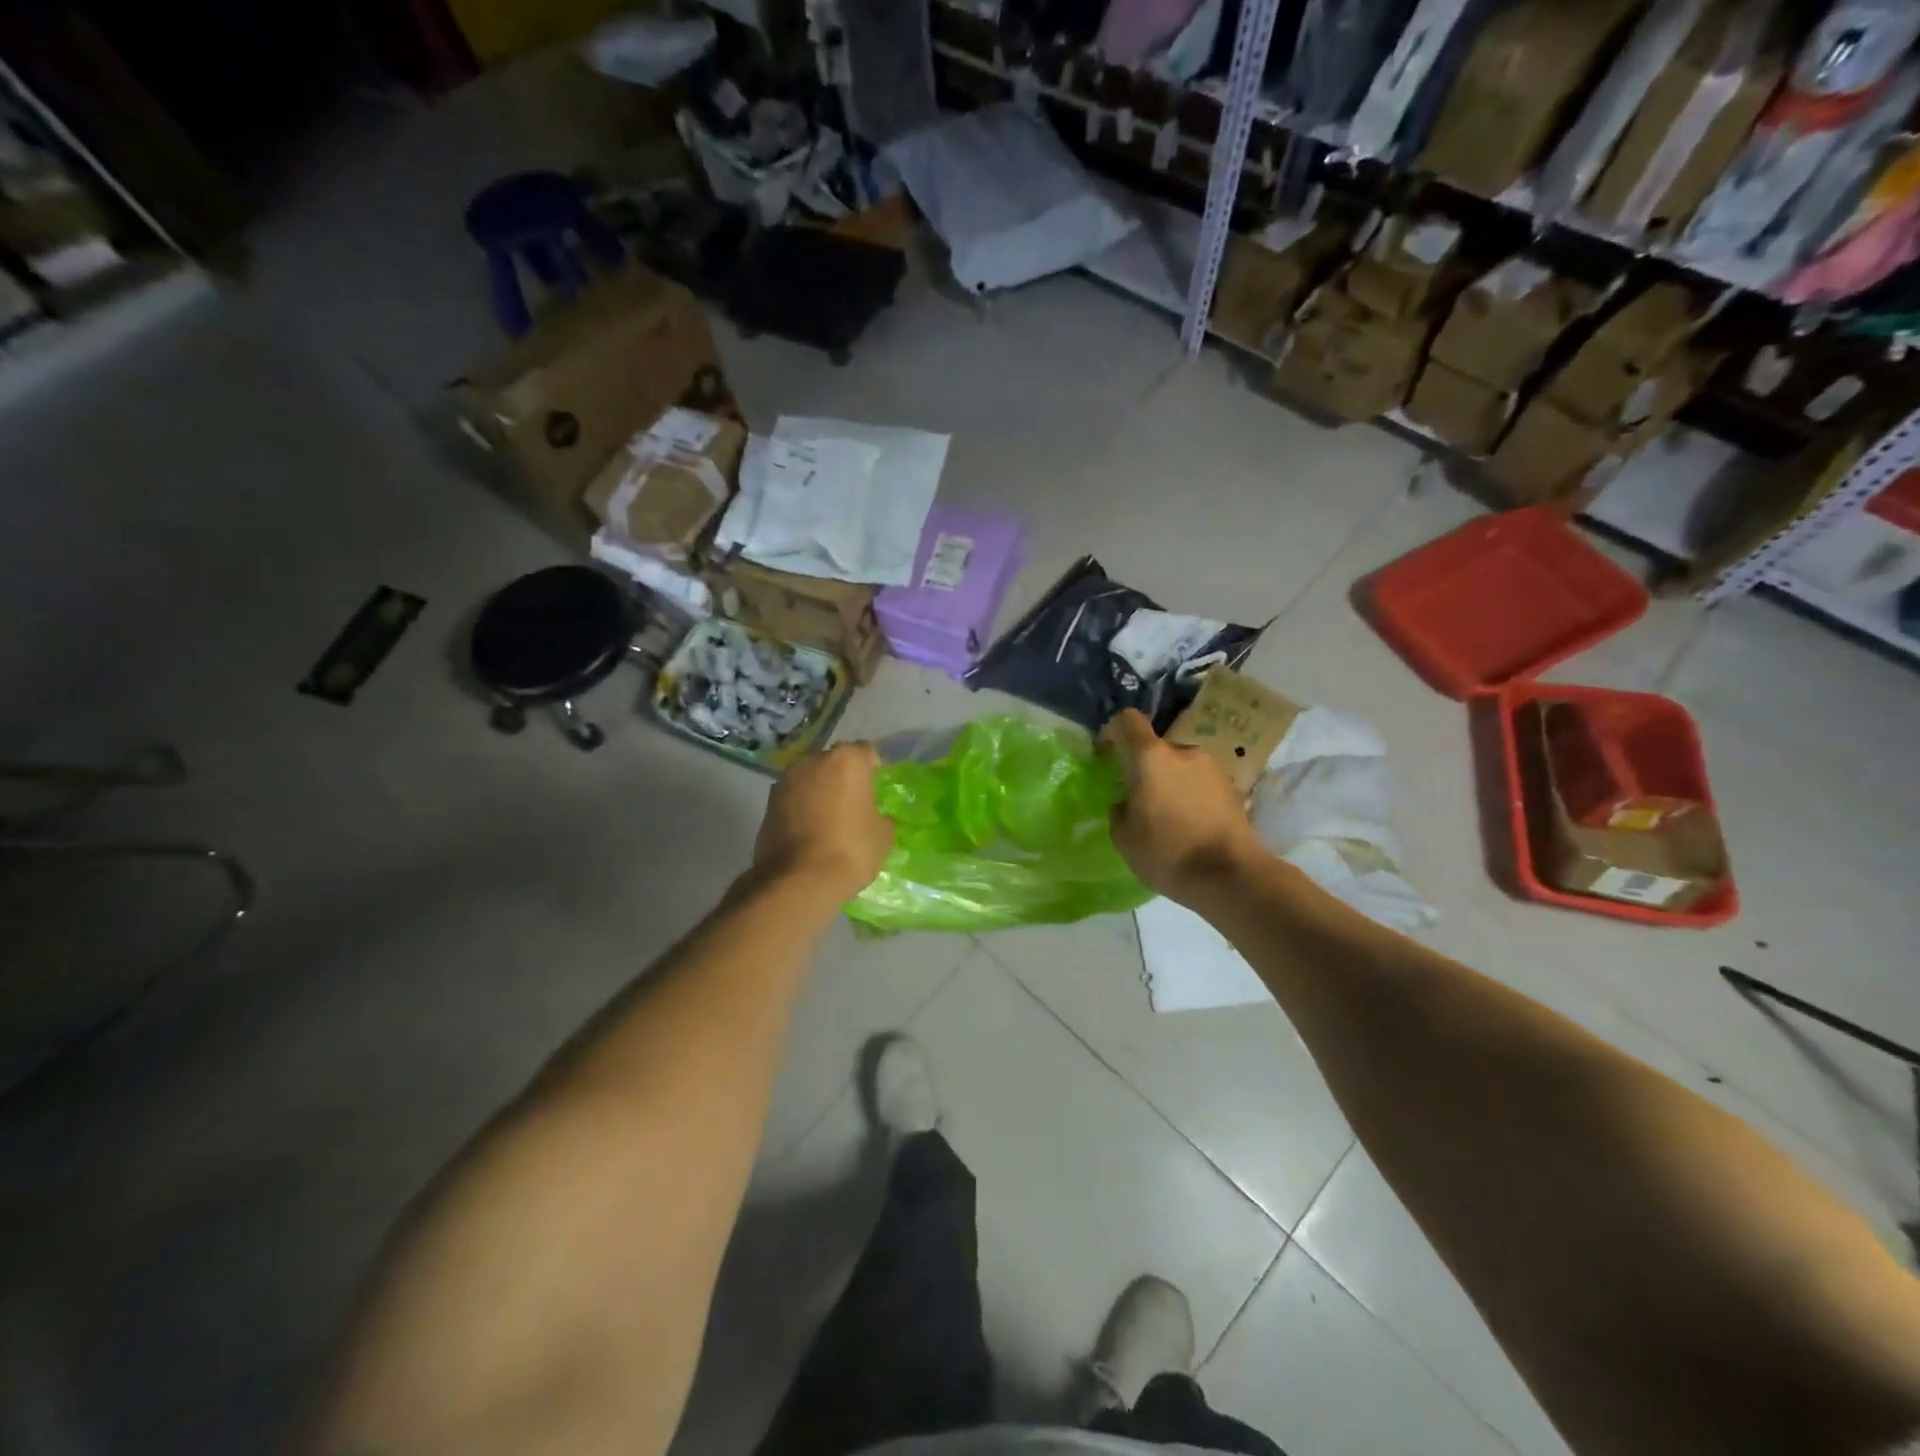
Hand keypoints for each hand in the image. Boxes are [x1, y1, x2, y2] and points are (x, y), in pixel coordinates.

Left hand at [754, 742, 894, 899]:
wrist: (798, 880)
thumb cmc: (851, 850)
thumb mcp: (883, 835)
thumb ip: (880, 816)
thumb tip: (873, 817)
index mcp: (847, 760)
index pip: (866, 753)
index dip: (874, 770)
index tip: (877, 790)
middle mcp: (813, 761)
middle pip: (834, 763)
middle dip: (844, 778)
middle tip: (854, 804)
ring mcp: (786, 781)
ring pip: (810, 779)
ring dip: (820, 792)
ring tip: (830, 820)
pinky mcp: (768, 804)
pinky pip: (794, 799)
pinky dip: (802, 809)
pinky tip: (811, 832)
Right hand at [1100, 708, 1263, 905]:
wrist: (1231, 876)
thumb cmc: (1168, 853)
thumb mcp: (1124, 839)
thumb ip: (1119, 812)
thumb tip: (1126, 803)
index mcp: (1150, 758)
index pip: (1127, 720)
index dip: (1112, 731)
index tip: (1106, 755)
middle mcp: (1183, 752)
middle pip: (1156, 748)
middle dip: (1144, 768)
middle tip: (1139, 800)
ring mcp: (1213, 768)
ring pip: (1181, 766)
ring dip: (1171, 783)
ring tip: (1168, 817)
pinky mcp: (1233, 788)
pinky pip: (1201, 784)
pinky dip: (1192, 796)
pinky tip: (1191, 826)